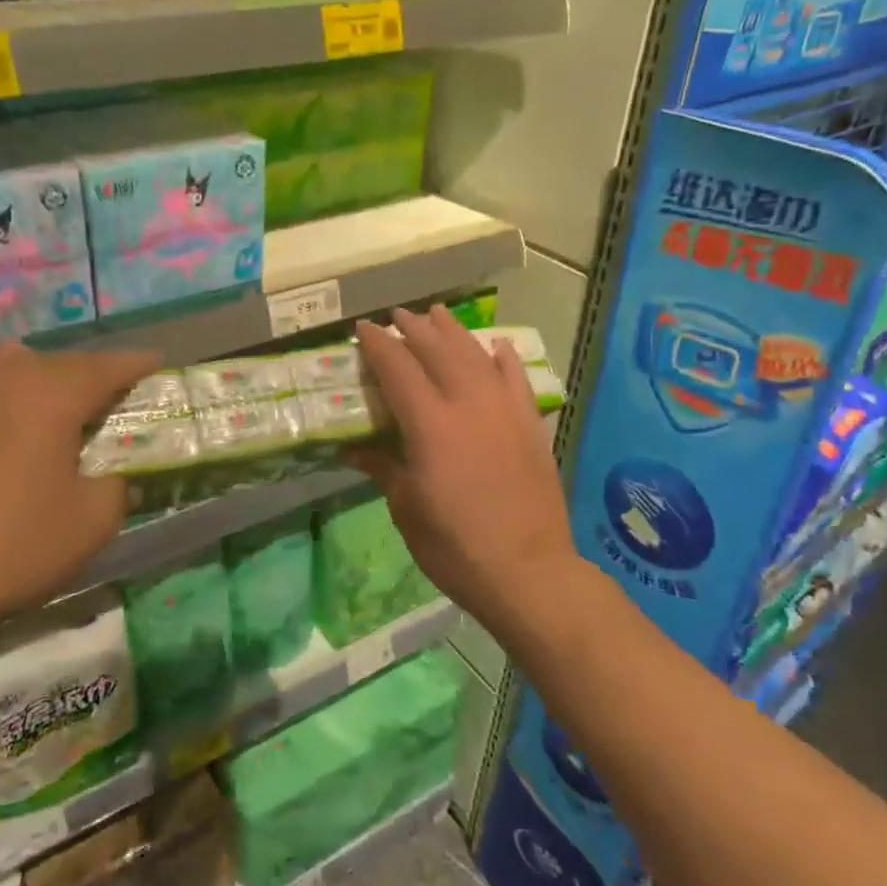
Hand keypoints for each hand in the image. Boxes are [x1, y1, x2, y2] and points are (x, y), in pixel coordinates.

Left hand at [0, 342, 158, 661]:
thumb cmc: (19, 547)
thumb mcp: (95, 521)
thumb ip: (118, 482)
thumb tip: (111, 473)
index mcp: (53, 395)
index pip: (107, 366)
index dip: (136, 364)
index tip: (156, 364)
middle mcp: (5, 375)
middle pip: (61, 362)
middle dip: (90, 375)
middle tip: (108, 399)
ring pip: (12, 362)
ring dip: (39, 376)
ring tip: (50, 402)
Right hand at [350, 308, 576, 629]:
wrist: (528, 571)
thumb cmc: (454, 546)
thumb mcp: (407, 509)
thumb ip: (383, 468)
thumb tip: (355, 448)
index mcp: (430, 425)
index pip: (398, 369)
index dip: (378, 345)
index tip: (364, 328)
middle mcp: (468, 406)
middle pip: (438, 352)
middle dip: (414, 329)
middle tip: (397, 315)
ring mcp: (505, 412)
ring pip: (477, 356)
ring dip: (454, 332)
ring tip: (438, 314)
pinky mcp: (531, 427)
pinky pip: (517, 380)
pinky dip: (504, 359)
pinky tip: (496, 346)